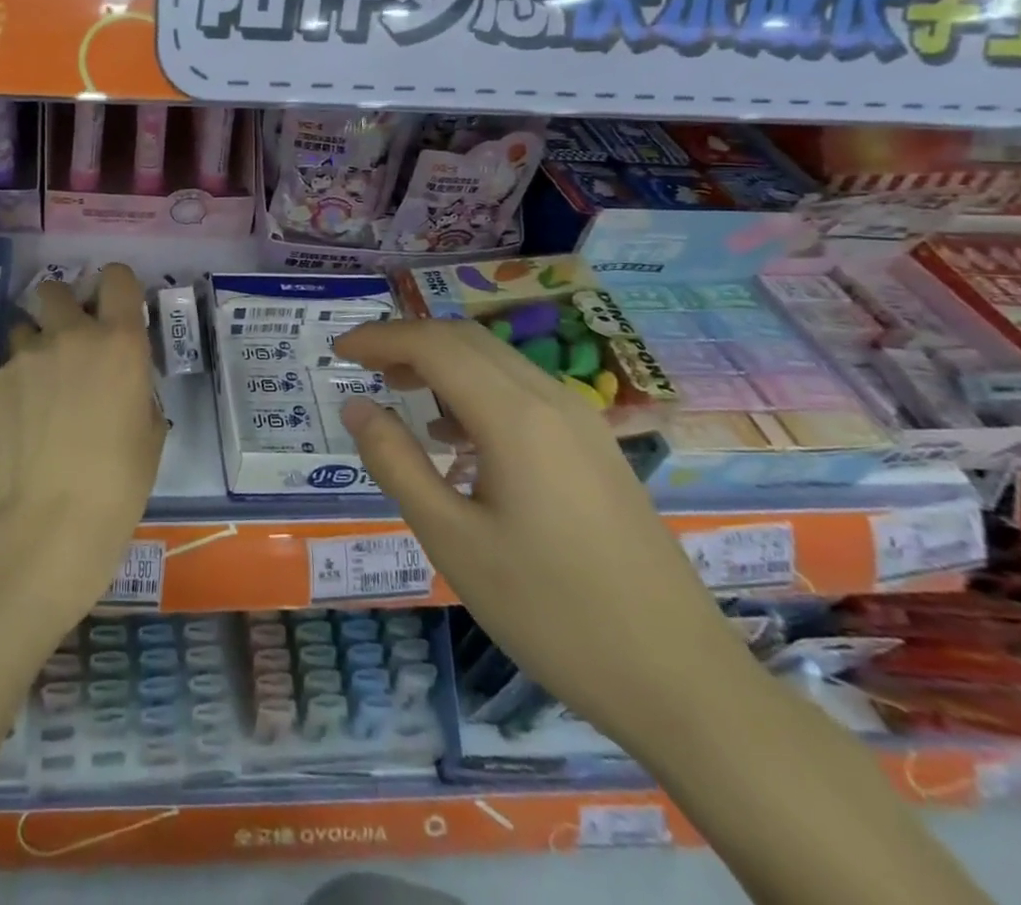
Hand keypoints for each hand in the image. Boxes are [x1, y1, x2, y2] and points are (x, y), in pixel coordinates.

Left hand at [0, 264, 165, 624]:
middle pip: (55, 289)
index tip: (113, 306)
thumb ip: (134, 386)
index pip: (117, 277)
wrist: (52, 522)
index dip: (116, 286)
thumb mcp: (150, 429)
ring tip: (39, 389)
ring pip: (24, 329)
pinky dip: (16, 385)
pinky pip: (7, 368)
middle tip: (67, 343)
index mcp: (119, 341)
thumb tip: (118, 380)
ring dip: (34, 347)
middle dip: (61, 307)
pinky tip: (21, 423)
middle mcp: (70, 335)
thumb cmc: (120, 482)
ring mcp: (25, 356)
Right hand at [333, 319, 758, 751]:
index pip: (434, 345)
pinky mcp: (596, 450)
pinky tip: (457, 440)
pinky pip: (523, 393)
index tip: (339, 349)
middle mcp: (552, 400)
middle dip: (408, 343)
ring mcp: (583, 423)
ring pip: (498, 362)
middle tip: (363, 367)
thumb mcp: (452, 540)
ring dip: (442, 364)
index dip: (380, 338)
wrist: (682, 681)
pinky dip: (476, 391)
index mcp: (515, 416)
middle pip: (467, 340)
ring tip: (400, 396)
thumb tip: (358, 406)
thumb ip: (396, 463)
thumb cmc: (552, 611)